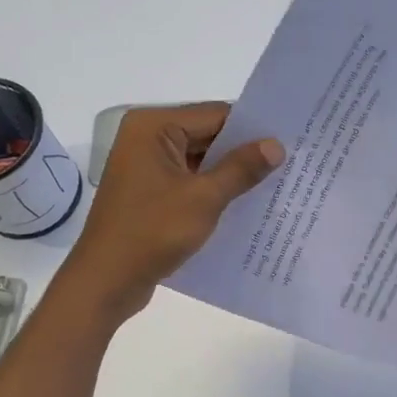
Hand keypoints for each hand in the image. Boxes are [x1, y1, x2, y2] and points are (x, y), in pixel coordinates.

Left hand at [57, 103, 283, 322]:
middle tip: (290, 162)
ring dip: (231, 174)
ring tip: (276, 184)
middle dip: (244, 152)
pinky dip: (213, 191)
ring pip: (200, 162)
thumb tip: (276, 145)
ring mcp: (146, 168)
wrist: (106, 281)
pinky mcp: (149, 194)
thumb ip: (241, 168)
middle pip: (207, 135)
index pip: (216, 115)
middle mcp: (146, 139)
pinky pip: (189, 182)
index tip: (289, 140)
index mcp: (153, 127)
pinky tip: (245, 205)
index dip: (252, 128)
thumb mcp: (204, 198)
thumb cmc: (152, 231)